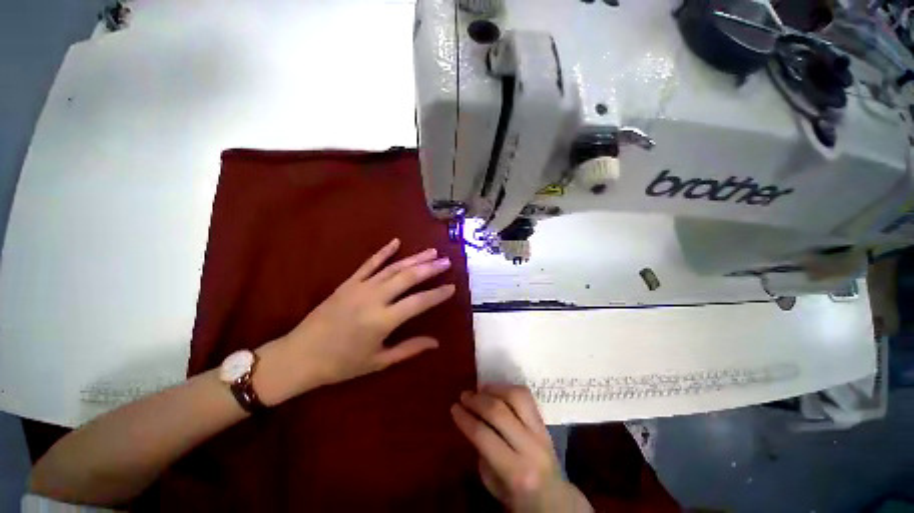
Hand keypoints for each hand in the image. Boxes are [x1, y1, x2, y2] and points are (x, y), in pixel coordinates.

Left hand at [254, 238, 455, 404]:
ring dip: (414, 258)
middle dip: (430, 268)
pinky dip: (383, 252)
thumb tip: (436, 342)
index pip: (419, 302)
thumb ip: (409, 349)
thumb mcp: (378, 361)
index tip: (452, 287)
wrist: (299, 356)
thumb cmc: (341, 364)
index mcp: (383, 320)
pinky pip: (369, 263)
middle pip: (408, 278)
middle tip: (446, 261)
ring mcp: (360, 287)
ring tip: (431, 252)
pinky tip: (396, 242)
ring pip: (393, 267)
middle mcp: (374, 299)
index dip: (437, 294)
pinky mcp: (348, 282)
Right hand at [451, 386, 591, 512]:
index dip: (465, 419)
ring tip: (480, 390)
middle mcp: (530, 447)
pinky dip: (508, 388)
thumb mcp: (494, 484)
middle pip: (499, 412)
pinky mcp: (544, 422)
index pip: (484, 436)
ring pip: (516, 397)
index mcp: (515, 471)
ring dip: (494, 389)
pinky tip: (497, 390)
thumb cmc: (518, 497)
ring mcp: (541, 432)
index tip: (454, 408)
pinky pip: (526, 396)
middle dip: (477, 400)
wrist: (555, 499)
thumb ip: (483, 452)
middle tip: (463, 395)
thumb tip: (473, 420)